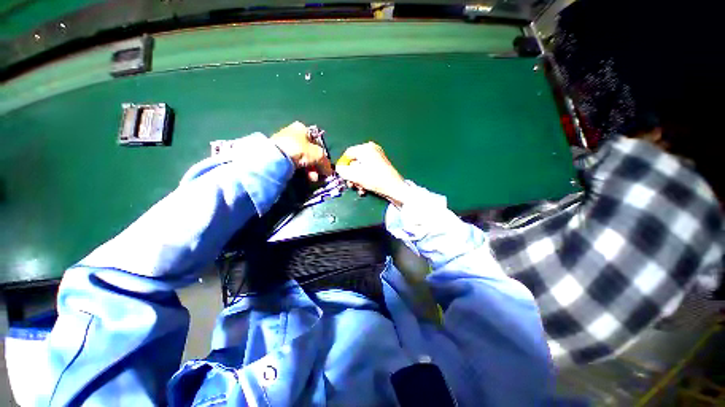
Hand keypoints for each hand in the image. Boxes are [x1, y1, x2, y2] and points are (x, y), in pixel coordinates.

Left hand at [271, 122, 332, 181]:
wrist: (276, 156)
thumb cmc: (300, 150)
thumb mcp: (318, 155)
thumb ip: (325, 163)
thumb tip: (330, 172)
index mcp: (302, 128)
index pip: (317, 142)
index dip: (322, 154)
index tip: (324, 165)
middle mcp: (292, 133)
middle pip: (309, 152)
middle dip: (316, 165)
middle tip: (318, 174)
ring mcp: (284, 143)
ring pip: (302, 159)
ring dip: (310, 169)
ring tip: (312, 178)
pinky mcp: (277, 154)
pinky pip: (293, 163)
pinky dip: (300, 170)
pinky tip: (304, 177)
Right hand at [336, 142, 407, 205]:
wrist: (394, 187)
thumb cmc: (374, 179)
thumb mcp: (355, 175)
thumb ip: (342, 170)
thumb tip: (339, 168)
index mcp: (365, 148)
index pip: (348, 154)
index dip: (343, 165)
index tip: (343, 176)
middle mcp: (372, 149)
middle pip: (355, 162)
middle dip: (351, 176)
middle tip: (351, 185)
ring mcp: (378, 156)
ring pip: (361, 168)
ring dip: (358, 180)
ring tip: (359, 189)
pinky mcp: (382, 165)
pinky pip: (369, 170)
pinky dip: (365, 179)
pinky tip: (365, 189)